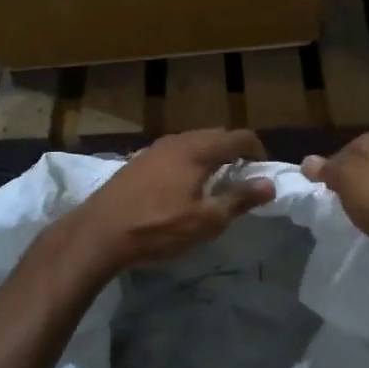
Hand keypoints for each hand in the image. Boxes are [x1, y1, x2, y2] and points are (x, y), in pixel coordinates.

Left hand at [62, 130, 276, 273]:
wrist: (99, 232)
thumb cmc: (158, 227)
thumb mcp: (206, 220)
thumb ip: (239, 199)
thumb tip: (269, 183)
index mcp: (198, 149)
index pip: (238, 137)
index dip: (256, 150)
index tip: (263, 169)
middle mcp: (177, 140)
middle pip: (215, 135)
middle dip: (233, 151)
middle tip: (242, 176)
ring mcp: (154, 149)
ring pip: (192, 142)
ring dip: (209, 156)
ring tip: (215, 182)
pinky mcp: (138, 161)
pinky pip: (174, 152)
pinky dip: (188, 162)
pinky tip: (183, 186)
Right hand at [301, 134, 368, 284]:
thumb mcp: (346, 179)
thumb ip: (327, 170)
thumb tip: (307, 161)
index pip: (340, 153)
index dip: (327, 173)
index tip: (318, 194)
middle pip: (359, 172)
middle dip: (347, 190)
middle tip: (332, 211)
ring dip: (366, 207)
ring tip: (353, 225)